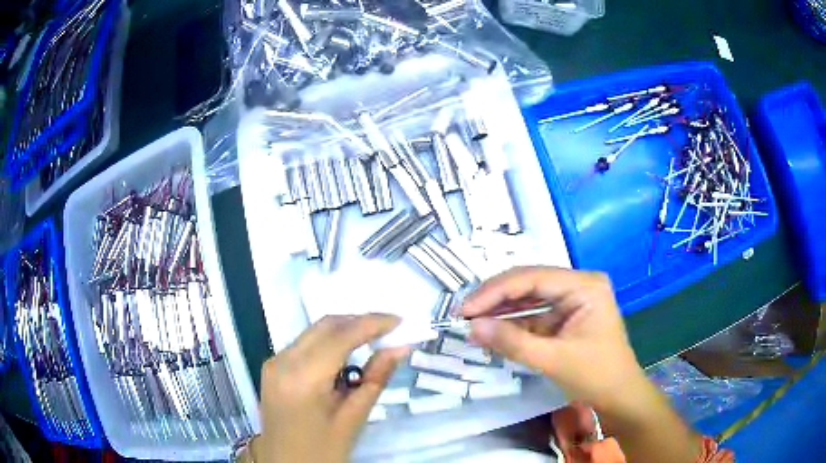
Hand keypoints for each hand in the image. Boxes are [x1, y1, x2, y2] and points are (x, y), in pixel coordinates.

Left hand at [251, 314, 409, 462]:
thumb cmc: (323, 450)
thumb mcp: (353, 419)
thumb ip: (376, 379)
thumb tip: (401, 347)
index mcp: (302, 378)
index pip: (340, 336)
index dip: (372, 323)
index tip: (400, 320)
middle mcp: (282, 361)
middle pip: (325, 326)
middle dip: (359, 321)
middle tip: (390, 328)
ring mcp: (274, 362)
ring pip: (314, 332)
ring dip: (344, 330)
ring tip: (374, 340)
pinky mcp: (272, 366)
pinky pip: (304, 343)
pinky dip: (328, 342)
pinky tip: (347, 354)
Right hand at [462, 266, 644, 411]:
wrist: (619, 397)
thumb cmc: (596, 376)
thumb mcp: (553, 360)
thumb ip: (513, 342)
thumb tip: (473, 327)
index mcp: (585, 285)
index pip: (533, 278)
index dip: (496, 291)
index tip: (466, 309)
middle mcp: (579, 284)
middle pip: (529, 283)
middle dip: (496, 299)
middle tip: (463, 314)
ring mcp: (573, 299)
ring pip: (529, 298)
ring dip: (502, 311)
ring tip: (472, 323)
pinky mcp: (566, 316)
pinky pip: (535, 315)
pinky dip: (514, 324)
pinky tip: (492, 331)